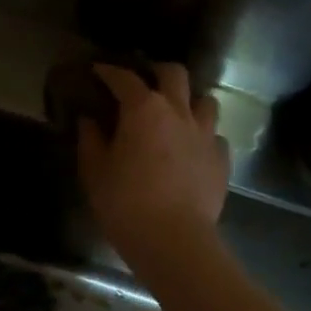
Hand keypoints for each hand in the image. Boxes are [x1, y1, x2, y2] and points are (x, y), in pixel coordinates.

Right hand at [77, 63, 228, 276]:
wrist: (173, 239)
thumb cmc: (125, 203)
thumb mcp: (94, 172)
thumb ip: (90, 140)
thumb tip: (89, 120)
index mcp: (144, 110)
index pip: (125, 78)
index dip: (109, 72)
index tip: (98, 71)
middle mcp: (179, 112)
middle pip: (174, 74)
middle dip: (157, 72)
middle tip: (144, 82)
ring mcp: (206, 134)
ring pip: (204, 100)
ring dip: (188, 101)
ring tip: (175, 113)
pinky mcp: (221, 159)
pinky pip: (214, 135)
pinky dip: (201, 136)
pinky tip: (191, 149)